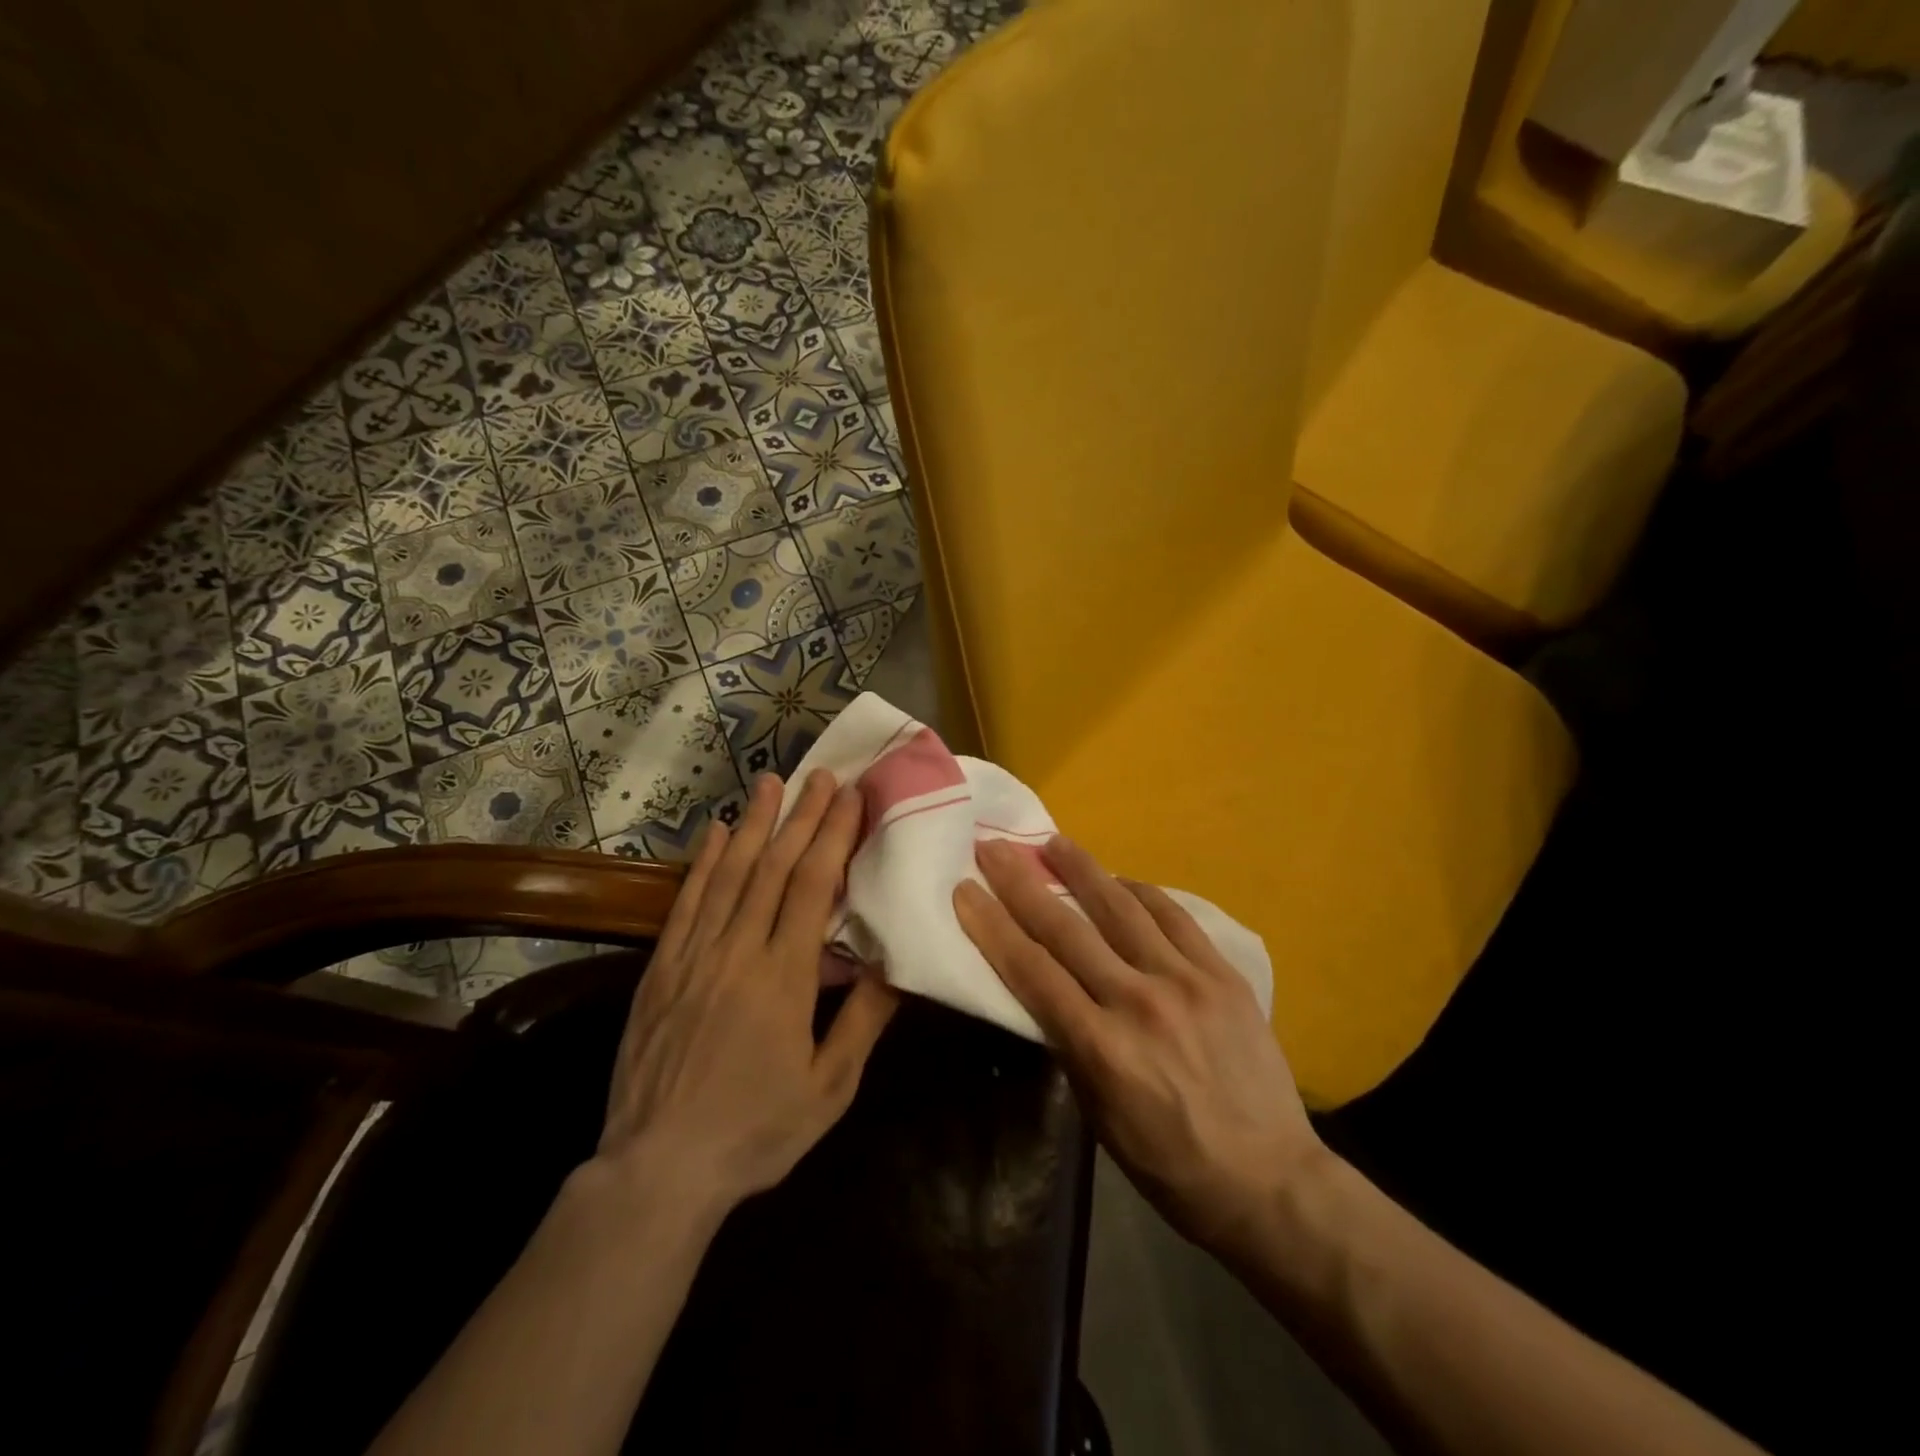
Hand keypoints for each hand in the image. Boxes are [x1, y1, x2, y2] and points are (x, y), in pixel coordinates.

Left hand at [596, 770, 899, 1216]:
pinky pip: (687, 904)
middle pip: (774, 869)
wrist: (658, 1169)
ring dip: (754, 825)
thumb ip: (864, 1020)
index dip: (833, 837)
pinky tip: (717, 834)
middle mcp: (738, 953)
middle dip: (802, 817)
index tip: (851, 797)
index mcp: (784, 978)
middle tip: (821, 775)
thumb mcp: (829, 1088)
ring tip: (771, 782)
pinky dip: (704, 864)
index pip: (812, 888)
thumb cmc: (756, 1130)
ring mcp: (694, 957)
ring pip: (729, 875)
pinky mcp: (661, 969)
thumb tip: (896, 962)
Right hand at [953, 836, 1321, 1254]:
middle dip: (1023, 883)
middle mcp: (1139, 1002)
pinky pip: (1175, 917)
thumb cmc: (1169, 1163)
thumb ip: (1071, 1044)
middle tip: (995, 848)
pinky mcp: (1223, 975)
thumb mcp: (1099, 1115)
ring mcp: (1186, 982)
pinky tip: (1122, 880)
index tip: (966, 889)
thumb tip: (1048, 990)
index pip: (1032, 970)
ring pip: (1122, 908)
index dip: (992, 926)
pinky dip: (1143, 892)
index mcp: (1102, 1047)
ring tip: (1055, 842)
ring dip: (1083, 869)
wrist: (1269, 1179)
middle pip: (1067, 928)